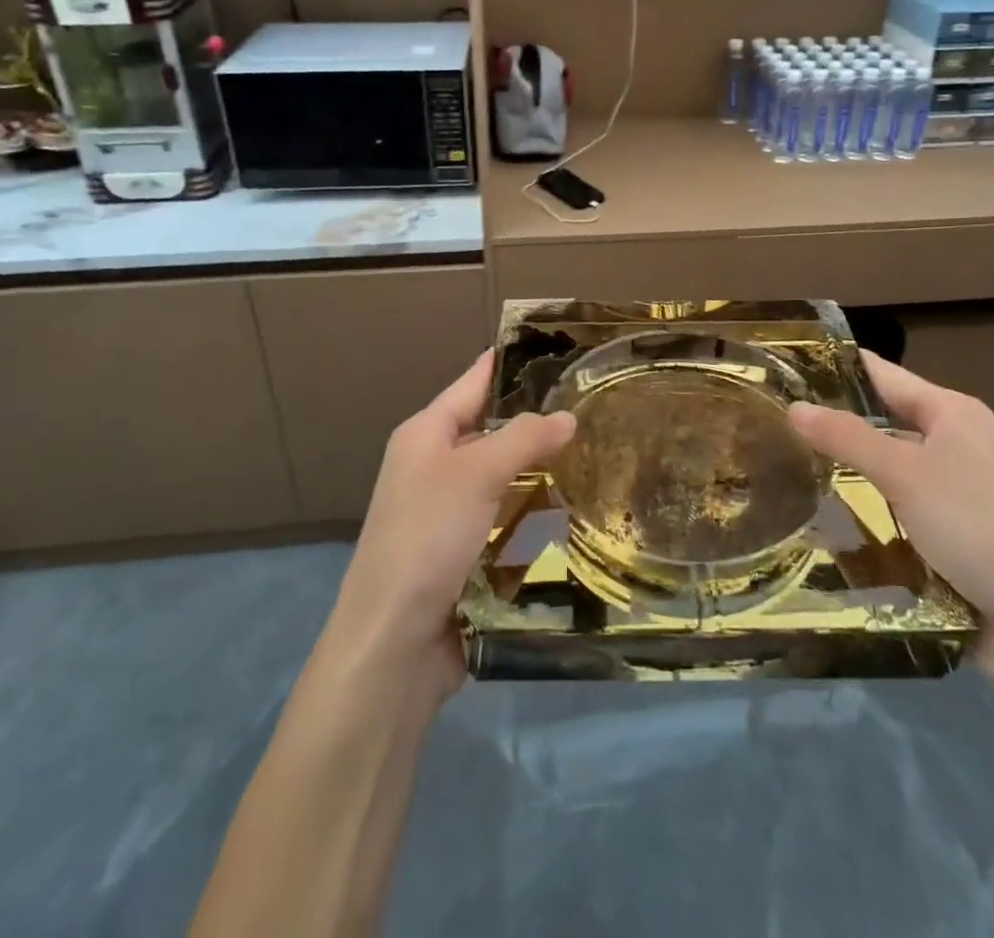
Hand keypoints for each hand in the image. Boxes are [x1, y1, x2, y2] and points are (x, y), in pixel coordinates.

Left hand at [330, 351, 575, 691]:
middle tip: (596, 406)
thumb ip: (524, 438)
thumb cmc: (426, 538)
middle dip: (538, 423)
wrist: (392, 646)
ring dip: (542, 473)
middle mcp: (434, 468)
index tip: (556, 347)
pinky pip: (509, 522)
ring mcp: (449, 515)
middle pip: (493, 432)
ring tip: (601, 454)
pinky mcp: (466, 555)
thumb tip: (568, 415)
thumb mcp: (475, 474)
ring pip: (506, 479)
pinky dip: (537, 516)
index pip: (473, 384)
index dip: (509, 364)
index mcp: (425, 436)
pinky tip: (577, 512)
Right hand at [787, 350, 993, 642]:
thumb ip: (846, 437)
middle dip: (830, 426)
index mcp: (951, 412)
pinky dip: (863, 513)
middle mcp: (953, 443)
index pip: (880, 374)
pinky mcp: (948, 536)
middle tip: (768, 424)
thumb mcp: (906, 474)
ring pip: (884, 471)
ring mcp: (952, 492)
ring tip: (779, 468)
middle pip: (881, 422)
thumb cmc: (979, 527)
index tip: (780, 370)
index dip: (833, 368)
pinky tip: (819, 519)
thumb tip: (793, 407)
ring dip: (844, 474)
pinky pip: (894, 511)